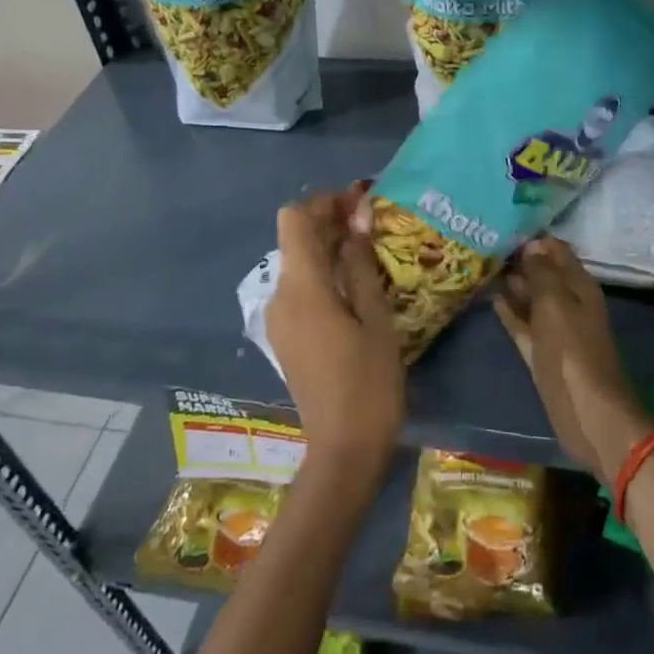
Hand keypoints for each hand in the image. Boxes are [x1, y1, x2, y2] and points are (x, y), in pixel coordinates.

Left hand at [269, 184, 402, 471]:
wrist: (344, 451)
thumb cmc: (369, 382)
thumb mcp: (375, 318)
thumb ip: (361, 263)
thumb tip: (358, 216)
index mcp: (301, 288)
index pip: (294, 218)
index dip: (324, 202)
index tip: (360, 202)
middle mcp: (279, 296)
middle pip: (294, 238)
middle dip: (329, 221)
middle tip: (371, 221)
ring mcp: (278, 319)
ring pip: (297, 263)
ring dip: (326, 247)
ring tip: (369, 250)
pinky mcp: (284, 336)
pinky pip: (299, 289)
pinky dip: (322, 274)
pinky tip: (353, 285)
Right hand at [493, 237, 653, 483]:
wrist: (589, 414)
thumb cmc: (573, 353)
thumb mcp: (555, 305)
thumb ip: (541, 273)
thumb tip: (531, 245)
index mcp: (579, 286)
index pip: (556, 251)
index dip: (533, 238)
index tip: (503, 225)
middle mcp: (568, 302)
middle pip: (543, 273)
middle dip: (519, 259)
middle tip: (484, 242)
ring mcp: (554, 328)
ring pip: (532, 298)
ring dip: (512, 284)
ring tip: (481, 265)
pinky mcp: (541, 352)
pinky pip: (523, 324)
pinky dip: (510, 311)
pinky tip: (491, 298)